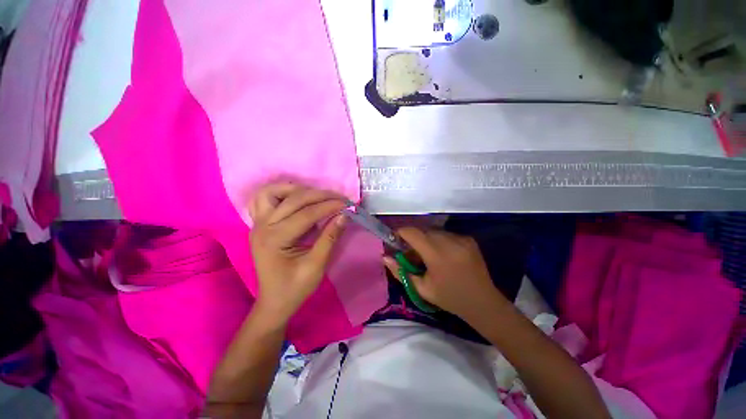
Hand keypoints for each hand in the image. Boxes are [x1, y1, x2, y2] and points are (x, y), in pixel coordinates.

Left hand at [249, 182, 346, 323]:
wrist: (274, 301)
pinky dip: (281, 194)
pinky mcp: (260, 224)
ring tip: (317, 196)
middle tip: (340, 198)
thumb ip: (330, 238)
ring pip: (271, 192)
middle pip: (293, 199)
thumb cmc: (295, 288)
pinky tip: (297, 199)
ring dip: (296, 189)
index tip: (349, 204)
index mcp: (275, 239)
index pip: (306, 214)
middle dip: (320, 195)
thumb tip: (345, 216)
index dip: (330, 206)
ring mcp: (258, 223)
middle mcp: (262, 226)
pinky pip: (264, 199)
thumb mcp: (316, 266)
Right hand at [383, 227, 508, 320]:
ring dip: (427, 240)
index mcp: (436, 255)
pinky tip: (444, 255)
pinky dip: (440, 241)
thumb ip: (400, 272)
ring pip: (435, 232)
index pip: (413, 233)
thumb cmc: (450, 298)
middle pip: (423, 231)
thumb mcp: (422, 289)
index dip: (401, 232)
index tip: (396, 239)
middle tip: (412, 254)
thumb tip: (385, 257)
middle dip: (414, 239)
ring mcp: (461, 239)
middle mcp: (449, 242)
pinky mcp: (469, 239)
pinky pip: (447, 234)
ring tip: (429, 256)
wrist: (483, 302)